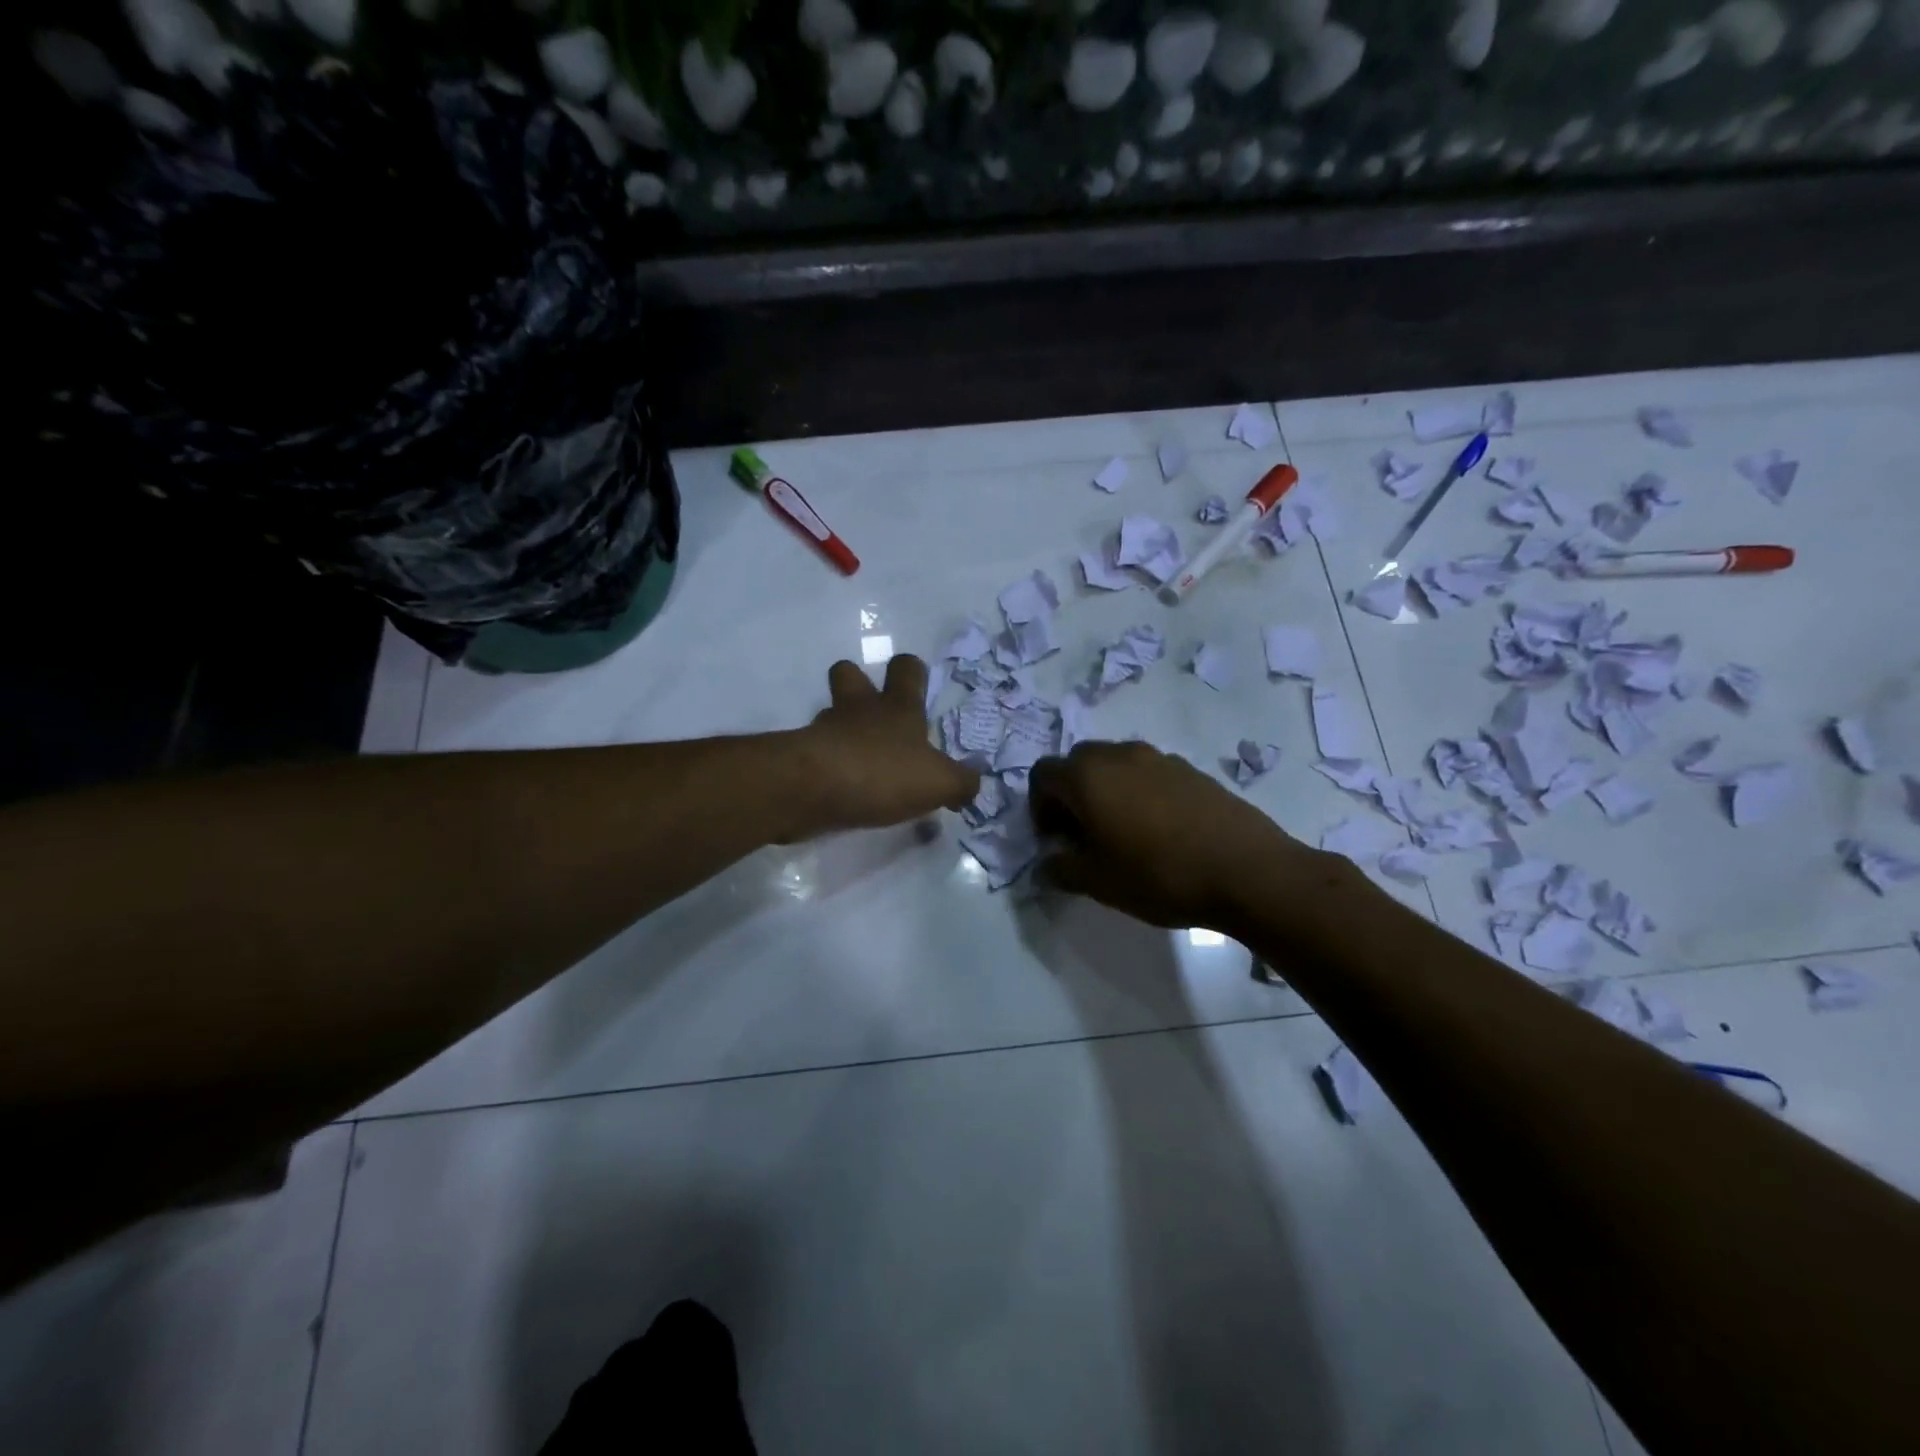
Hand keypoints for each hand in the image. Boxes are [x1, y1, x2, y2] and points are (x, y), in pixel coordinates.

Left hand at [789, 656, 978, 835]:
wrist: (813, 788)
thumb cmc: (883, 772)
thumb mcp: (939, 782)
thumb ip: (961, 782)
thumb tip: (972, 783)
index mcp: (897, 708)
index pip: (905, 669)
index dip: (910, 670)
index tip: (914, 681)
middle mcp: (859, 711)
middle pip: (849, 674)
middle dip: (858, 682)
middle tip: (872, 710)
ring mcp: (825, 731)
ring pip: (830, 714)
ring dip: (841, 728)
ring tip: (857, 758)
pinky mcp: (801, 758)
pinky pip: (815, 753)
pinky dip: (826, 765)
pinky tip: (839, 788)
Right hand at [1029, 741, 1313, 929]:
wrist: (1246, 870)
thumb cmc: (1159, 875)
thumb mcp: (1098, 883)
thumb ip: (1061, 869)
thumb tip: (1047, 863)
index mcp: (1087, 776)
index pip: (1043, 774)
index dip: (1039, 806)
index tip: (1055, 840)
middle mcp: (1119, 755)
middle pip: (1078, 762)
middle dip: (1071, 794)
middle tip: (1083, 834)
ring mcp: (1159, 758)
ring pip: (1115, 765)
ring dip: (1107, 791)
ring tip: (1123, 833)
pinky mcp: (1191, 769)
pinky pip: (1149, 773)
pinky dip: (1140, 792)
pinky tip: (1160, 831)